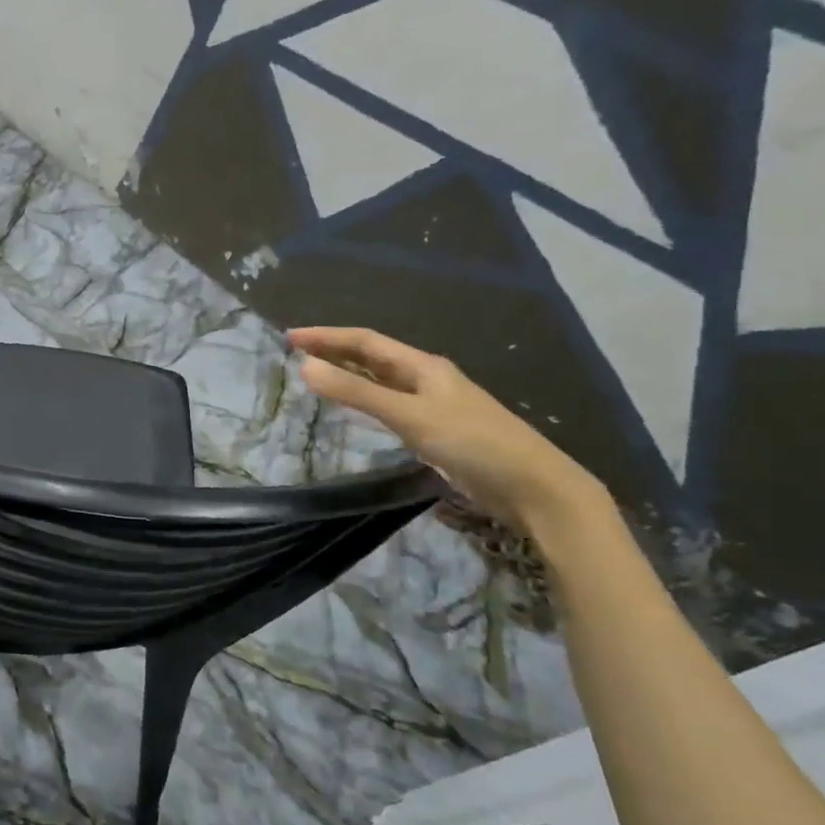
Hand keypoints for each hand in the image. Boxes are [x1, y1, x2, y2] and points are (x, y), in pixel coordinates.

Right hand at [289, 327, 604, 531]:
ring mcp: (433, 404)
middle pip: (372, 357)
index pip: (365, 341)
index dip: (327, 337)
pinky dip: (364, 399)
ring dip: (348, 374)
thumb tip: (305, 367)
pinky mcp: (436, 430)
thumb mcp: (409, 416)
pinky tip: (355, 408)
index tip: (290, 338)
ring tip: (316, 374)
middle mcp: (426, 378)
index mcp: (422, 366)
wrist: (534, 487)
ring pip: (380, 380)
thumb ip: (356, 393)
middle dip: (334, 351)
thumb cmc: (472, 443)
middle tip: (296, 352)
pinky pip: (389, 404)